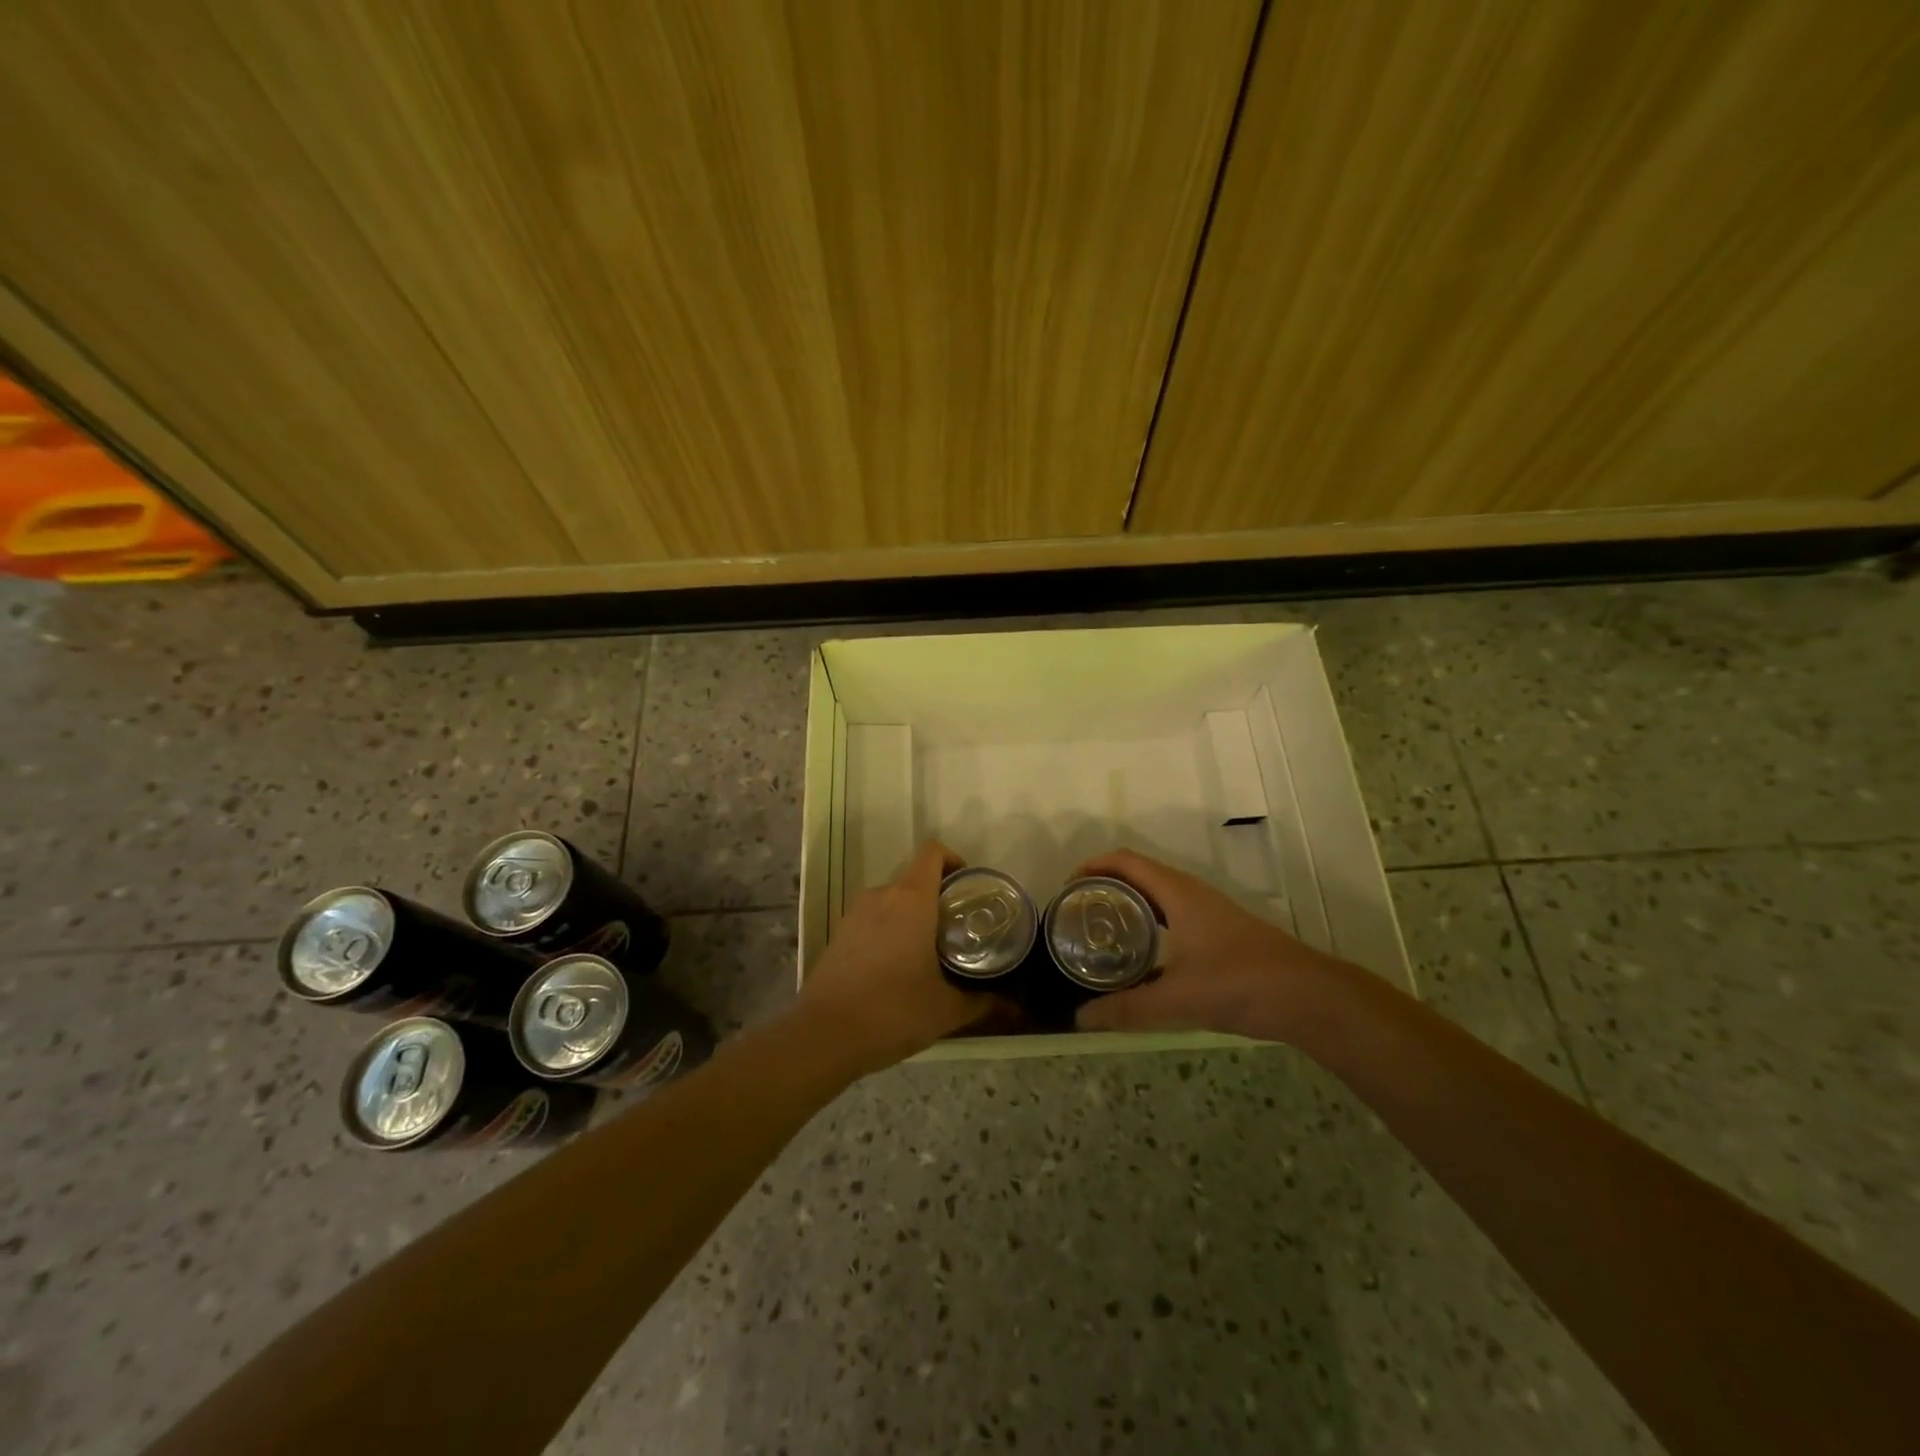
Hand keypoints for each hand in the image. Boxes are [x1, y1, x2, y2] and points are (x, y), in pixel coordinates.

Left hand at [798, 840, 993, 1073]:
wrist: (824, 1036)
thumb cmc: (893, 1011)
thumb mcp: (946, 1010)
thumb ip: (982, 1002)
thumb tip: (1013, 1004)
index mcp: (911, 900)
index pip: (932, 853)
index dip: (954, 860)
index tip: (968, 888)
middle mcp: (881, 896)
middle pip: (914, 878)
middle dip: (937, 898)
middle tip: (957, 930)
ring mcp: (854, 914)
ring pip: (892, 900)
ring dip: (911, 916)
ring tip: (929, 952)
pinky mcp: (838, 934)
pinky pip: (872, 920)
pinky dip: (888, 931)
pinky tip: (896, 969)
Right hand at [1071, 849, 1354, 1041]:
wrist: (1309, 997)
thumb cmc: (1241, 984)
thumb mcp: (1177, 999)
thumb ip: (1127, 1009)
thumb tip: (1080, 1019)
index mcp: (1177, 893)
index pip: (1126, 862)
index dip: (1093, 866)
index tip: (1067, 888)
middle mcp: (1191, 893)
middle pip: (1138, 874)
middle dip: (1105, 886)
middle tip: (1077, 913)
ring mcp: (1209, 912)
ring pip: (1157, 896)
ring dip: (1128, 904)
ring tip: (1101, 933)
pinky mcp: (1220, 932)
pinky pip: (1173, 915)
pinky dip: (1149, 923)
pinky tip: (1142, 958)